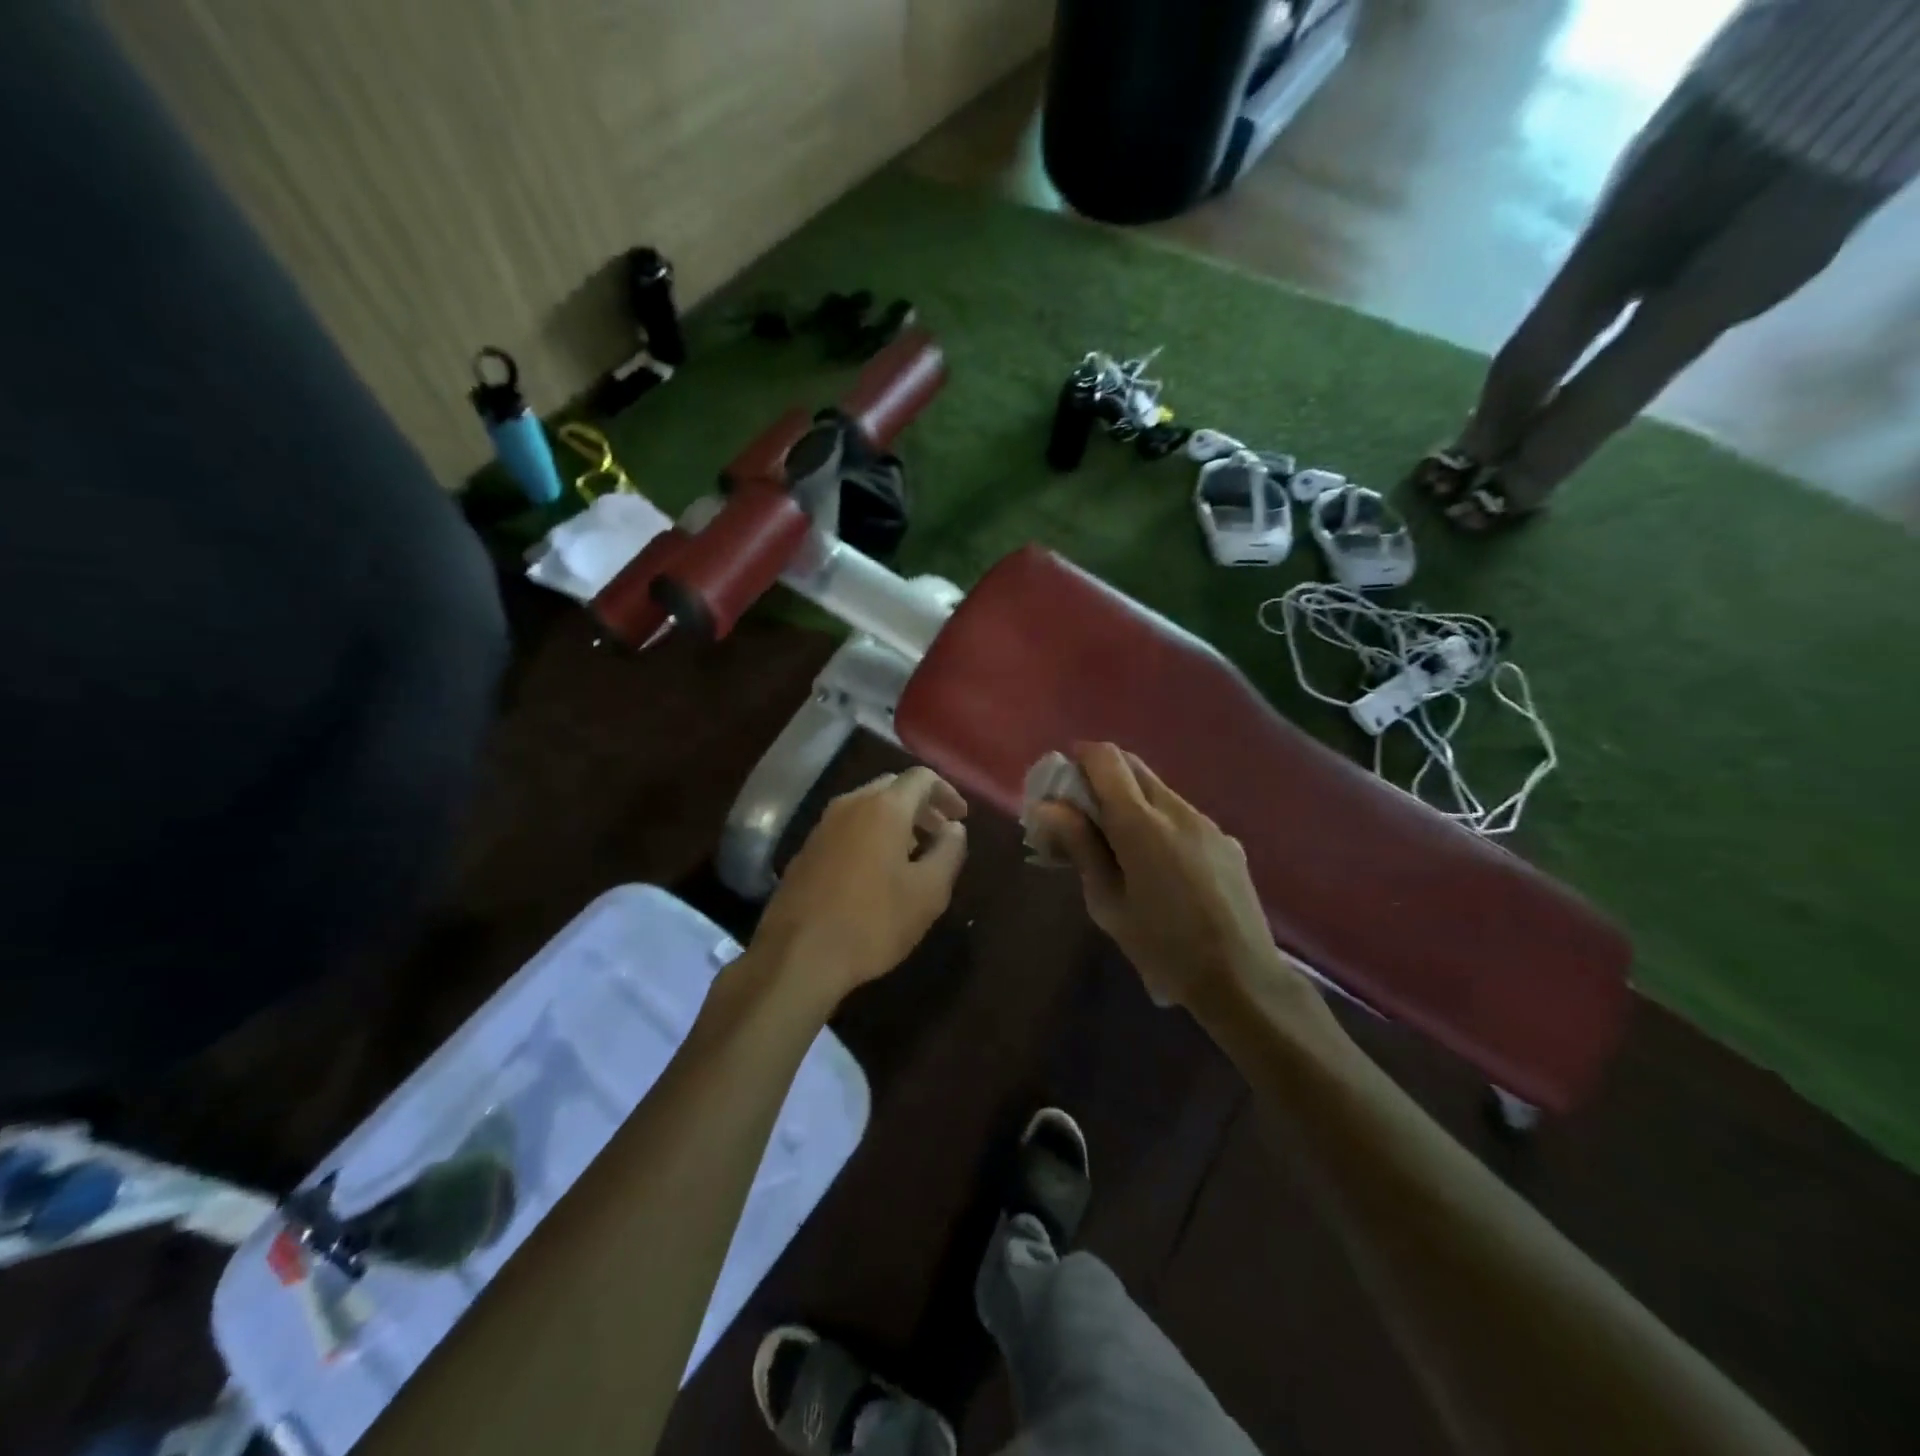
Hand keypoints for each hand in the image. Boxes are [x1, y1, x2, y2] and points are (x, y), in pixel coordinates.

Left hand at [753, 767, 968, 1001]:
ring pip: (867, 806)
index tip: (961, 818)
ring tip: (913, 853)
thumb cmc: (873, 922)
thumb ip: (949, 851)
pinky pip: (847, 827)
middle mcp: (850, 804)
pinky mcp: (807, 849)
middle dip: (920, 805)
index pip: (921, 777)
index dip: (947, 792)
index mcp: (884, 807)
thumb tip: (955, 828)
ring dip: (895, 820)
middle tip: (939, 833)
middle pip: (892, 787)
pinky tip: (877, 870)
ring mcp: (823, 825)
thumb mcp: (928, 892)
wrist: (797, 955)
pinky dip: (870, 834)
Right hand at [1031, 743, 1287, 1011]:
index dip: (1080, 759)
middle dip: (1102, 777)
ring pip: (1159, 790)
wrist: (1242, 980)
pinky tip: (1160, 866)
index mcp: (1140, 824)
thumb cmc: (1162, 947)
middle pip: (1133, 766)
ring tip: (1120, 845)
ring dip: (1132, 800)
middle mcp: (1176, 809)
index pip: (1106, 759)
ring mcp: (1207, 823)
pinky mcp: (1228, 841)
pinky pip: (1183, 815)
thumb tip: (1048, 807)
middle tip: (1083, 814)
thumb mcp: (1107, 904)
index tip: (1063, 783)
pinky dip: (1160, 821)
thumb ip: (1079, 847)